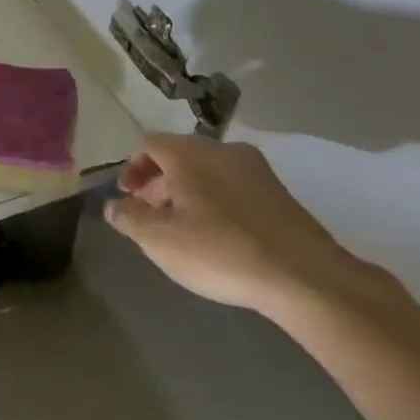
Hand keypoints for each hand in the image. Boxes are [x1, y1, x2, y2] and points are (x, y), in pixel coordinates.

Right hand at [104, 135, 398, 318]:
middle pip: (179, 154)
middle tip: (150, 214)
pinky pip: (233, 185)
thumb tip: (113, 206)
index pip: (150, 144)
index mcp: (190, 154)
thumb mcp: (159, 240)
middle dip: (158, 181)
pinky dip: (215, 200)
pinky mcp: (279, 193)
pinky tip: (216, 234)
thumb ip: (129, 218)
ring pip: (208, 170)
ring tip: (182, 227)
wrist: (305, 276)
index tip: (127, 198)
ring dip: (187, 191)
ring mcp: (256, 169)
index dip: (132, 168)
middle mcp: (223, 150)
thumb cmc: (220, 251)